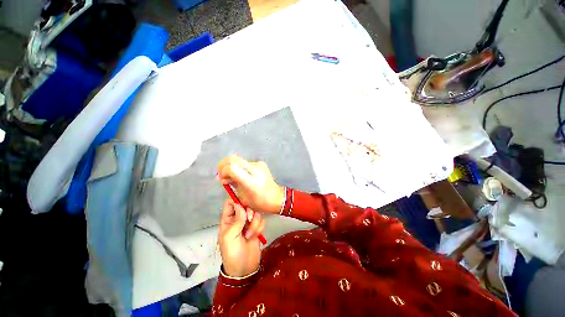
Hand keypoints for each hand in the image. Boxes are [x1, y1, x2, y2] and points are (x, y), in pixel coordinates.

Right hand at [218, 155, 284, 213]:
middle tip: (223, 175)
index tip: (222, 179)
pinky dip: (240, 168)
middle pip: (233, 158)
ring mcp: (259, 164)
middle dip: (223, 165)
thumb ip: (232, 185)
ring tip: (233, 177)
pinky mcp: (261, 163)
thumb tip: (223, 178)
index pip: (231, 168)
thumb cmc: (259, 202)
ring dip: (232, 166)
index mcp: (251, 182)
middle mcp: (255, 169)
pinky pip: (245, 163)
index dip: (223, 172)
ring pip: (238, 160)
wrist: (277, 197)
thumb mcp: (242, 197)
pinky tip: (242, 176)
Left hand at [218, 198, 264, 277]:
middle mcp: (238, 219)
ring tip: (249, 235)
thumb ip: (236, 220)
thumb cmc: (232, 253)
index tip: (244, 204)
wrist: (245, 268)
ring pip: (255, 212)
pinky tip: (256, 236)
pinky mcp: (257, 227)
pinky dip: (259, 227)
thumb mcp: (230, 237)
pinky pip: (261, 220)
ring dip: (254, 224)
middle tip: (249, 220)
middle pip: (246, 205)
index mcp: (227, 220)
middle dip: (249, 212)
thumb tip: (239, 203)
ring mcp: (248, 223)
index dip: (237, 200)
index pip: (230, 203)